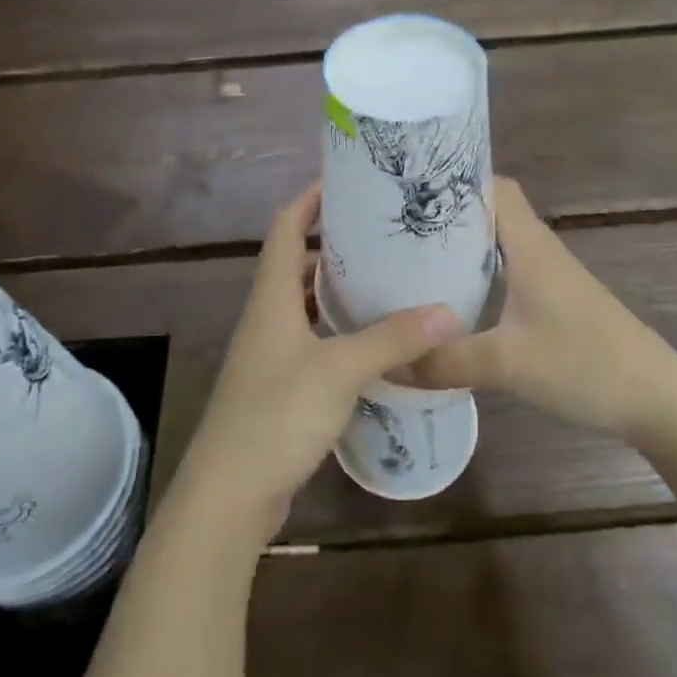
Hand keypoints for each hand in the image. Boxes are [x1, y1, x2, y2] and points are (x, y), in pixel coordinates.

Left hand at [170, 185, 466, 545]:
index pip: (286, 227)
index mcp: (272, 297)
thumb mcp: (340, 370)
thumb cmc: (276, 415)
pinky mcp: (279, 388)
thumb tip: (449, 312)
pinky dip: (340, 334)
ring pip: (306, 307)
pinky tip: (374, 345)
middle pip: (297, 264)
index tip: (346, 180)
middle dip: (335, 246)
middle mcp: (267, 318)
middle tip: (383, 236)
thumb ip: (393, 339)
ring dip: (338, 293)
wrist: (227, 496)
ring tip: (386, 283)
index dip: (310, 199)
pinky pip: (313, 344)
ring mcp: (270, 355)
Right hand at [411, 179, 676, 441]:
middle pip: (490, 213)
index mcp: (529, 245)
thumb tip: (388, 362)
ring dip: (463, 248)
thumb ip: (445, 361)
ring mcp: (550, 277)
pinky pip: (509, 272)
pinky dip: (481, 276)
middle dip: (448, 216)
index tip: (410, 189)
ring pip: (499, 245)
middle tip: (397, 228)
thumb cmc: (584, 364)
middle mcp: (539, 250)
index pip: (493, 186)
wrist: (656, 399)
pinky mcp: (556, 302)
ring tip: (413, 261)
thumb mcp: (507, 364)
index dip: (456, 180)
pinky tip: (455, 302)